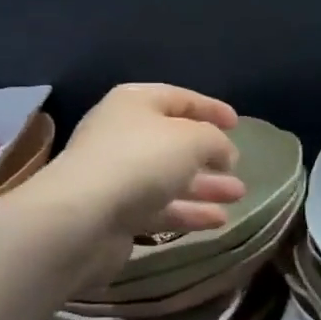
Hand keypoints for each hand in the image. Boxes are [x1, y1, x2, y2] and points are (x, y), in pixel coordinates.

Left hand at [50, 84, 244, 249]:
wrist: (82, 218)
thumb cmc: (141, 161)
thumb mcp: (191, 139)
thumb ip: (214, 140)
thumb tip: (223, 151)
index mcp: (134, 103)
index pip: (178, 98)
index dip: (209, 108)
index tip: (237, 123)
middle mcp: (122, 133)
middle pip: (172, 141)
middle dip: (208, 154)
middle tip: (237, 167)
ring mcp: (116, 175)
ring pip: (168, 177)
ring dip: (204, 186)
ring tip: (238, 195)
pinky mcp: (115, 213)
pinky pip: (159, 207)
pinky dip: (188, 211)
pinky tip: (218, 221)